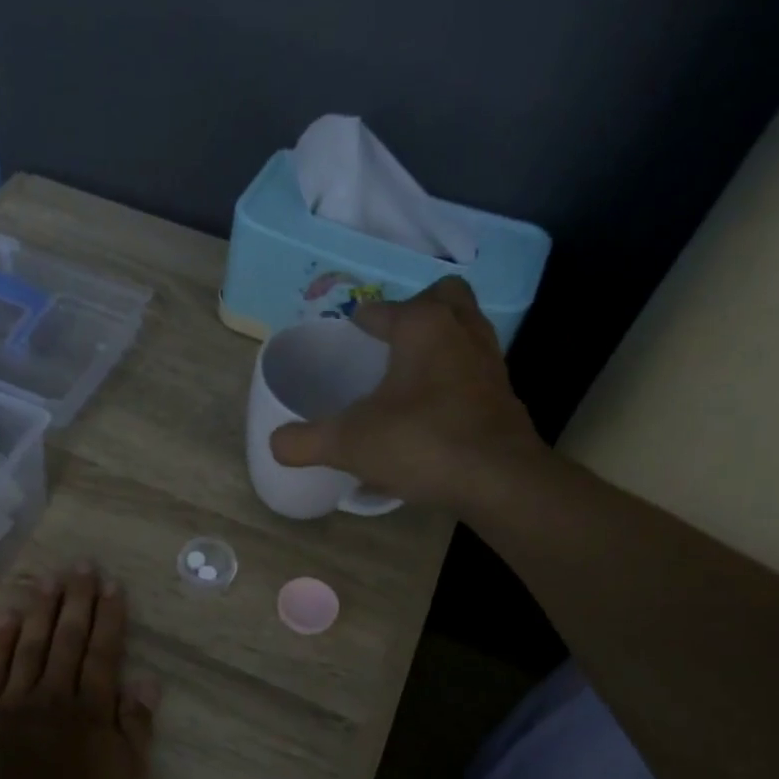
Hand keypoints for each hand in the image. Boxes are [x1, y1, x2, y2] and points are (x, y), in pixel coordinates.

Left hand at [0, 563, 157, 778]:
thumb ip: (137, 728)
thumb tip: (148, 681)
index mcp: (93, 710)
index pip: (104, 654)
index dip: (109, 618)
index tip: (112, 585)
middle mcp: (56, 693)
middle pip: (68, 639)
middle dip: (77, 601)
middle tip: (82, 565)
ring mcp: (14, 699)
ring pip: (32, 644)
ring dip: (42, 609)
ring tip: (50, 578)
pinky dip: (1, 638)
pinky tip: (8, 614)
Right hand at [269, 276, 544, 515]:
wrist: (498, 480)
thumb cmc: (420, 442)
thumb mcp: (348, 444)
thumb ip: (305, 441)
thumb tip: (275, 443)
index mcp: (422, 327)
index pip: (385, 309)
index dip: (361, 319)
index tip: (348, 331)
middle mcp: (461, 333)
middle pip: (444, 298)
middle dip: (417, 309)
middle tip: (391, 340)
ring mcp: (489, 364)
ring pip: (465, 333)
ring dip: (439, 343)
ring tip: (408, 374)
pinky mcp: (503, 397)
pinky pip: (473, 372)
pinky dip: (453, 380)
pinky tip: (430, 413)